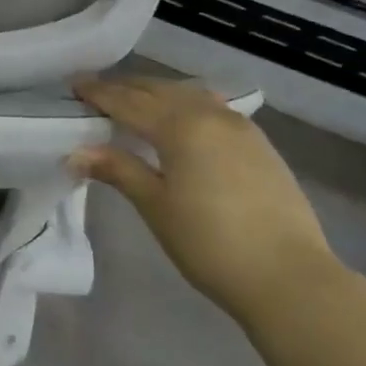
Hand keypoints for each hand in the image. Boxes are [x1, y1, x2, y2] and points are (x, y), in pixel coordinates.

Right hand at [70, 77, 337, 325]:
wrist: (292, 279)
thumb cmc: (211, 244)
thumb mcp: (156, 206)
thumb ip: (118, 170)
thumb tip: (75, 152)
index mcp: (179, 125)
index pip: (127, 101)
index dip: (98, 93)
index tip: (73, 86)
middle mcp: (209, 114)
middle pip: (158, 90)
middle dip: (125, 88)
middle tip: (96, 92)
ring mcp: (239, 127)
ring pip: (187, 94)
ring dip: (156, 93)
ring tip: (135, 102)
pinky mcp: (259, 144)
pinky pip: (211, 108)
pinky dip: (185, 104)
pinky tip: (181, 119)